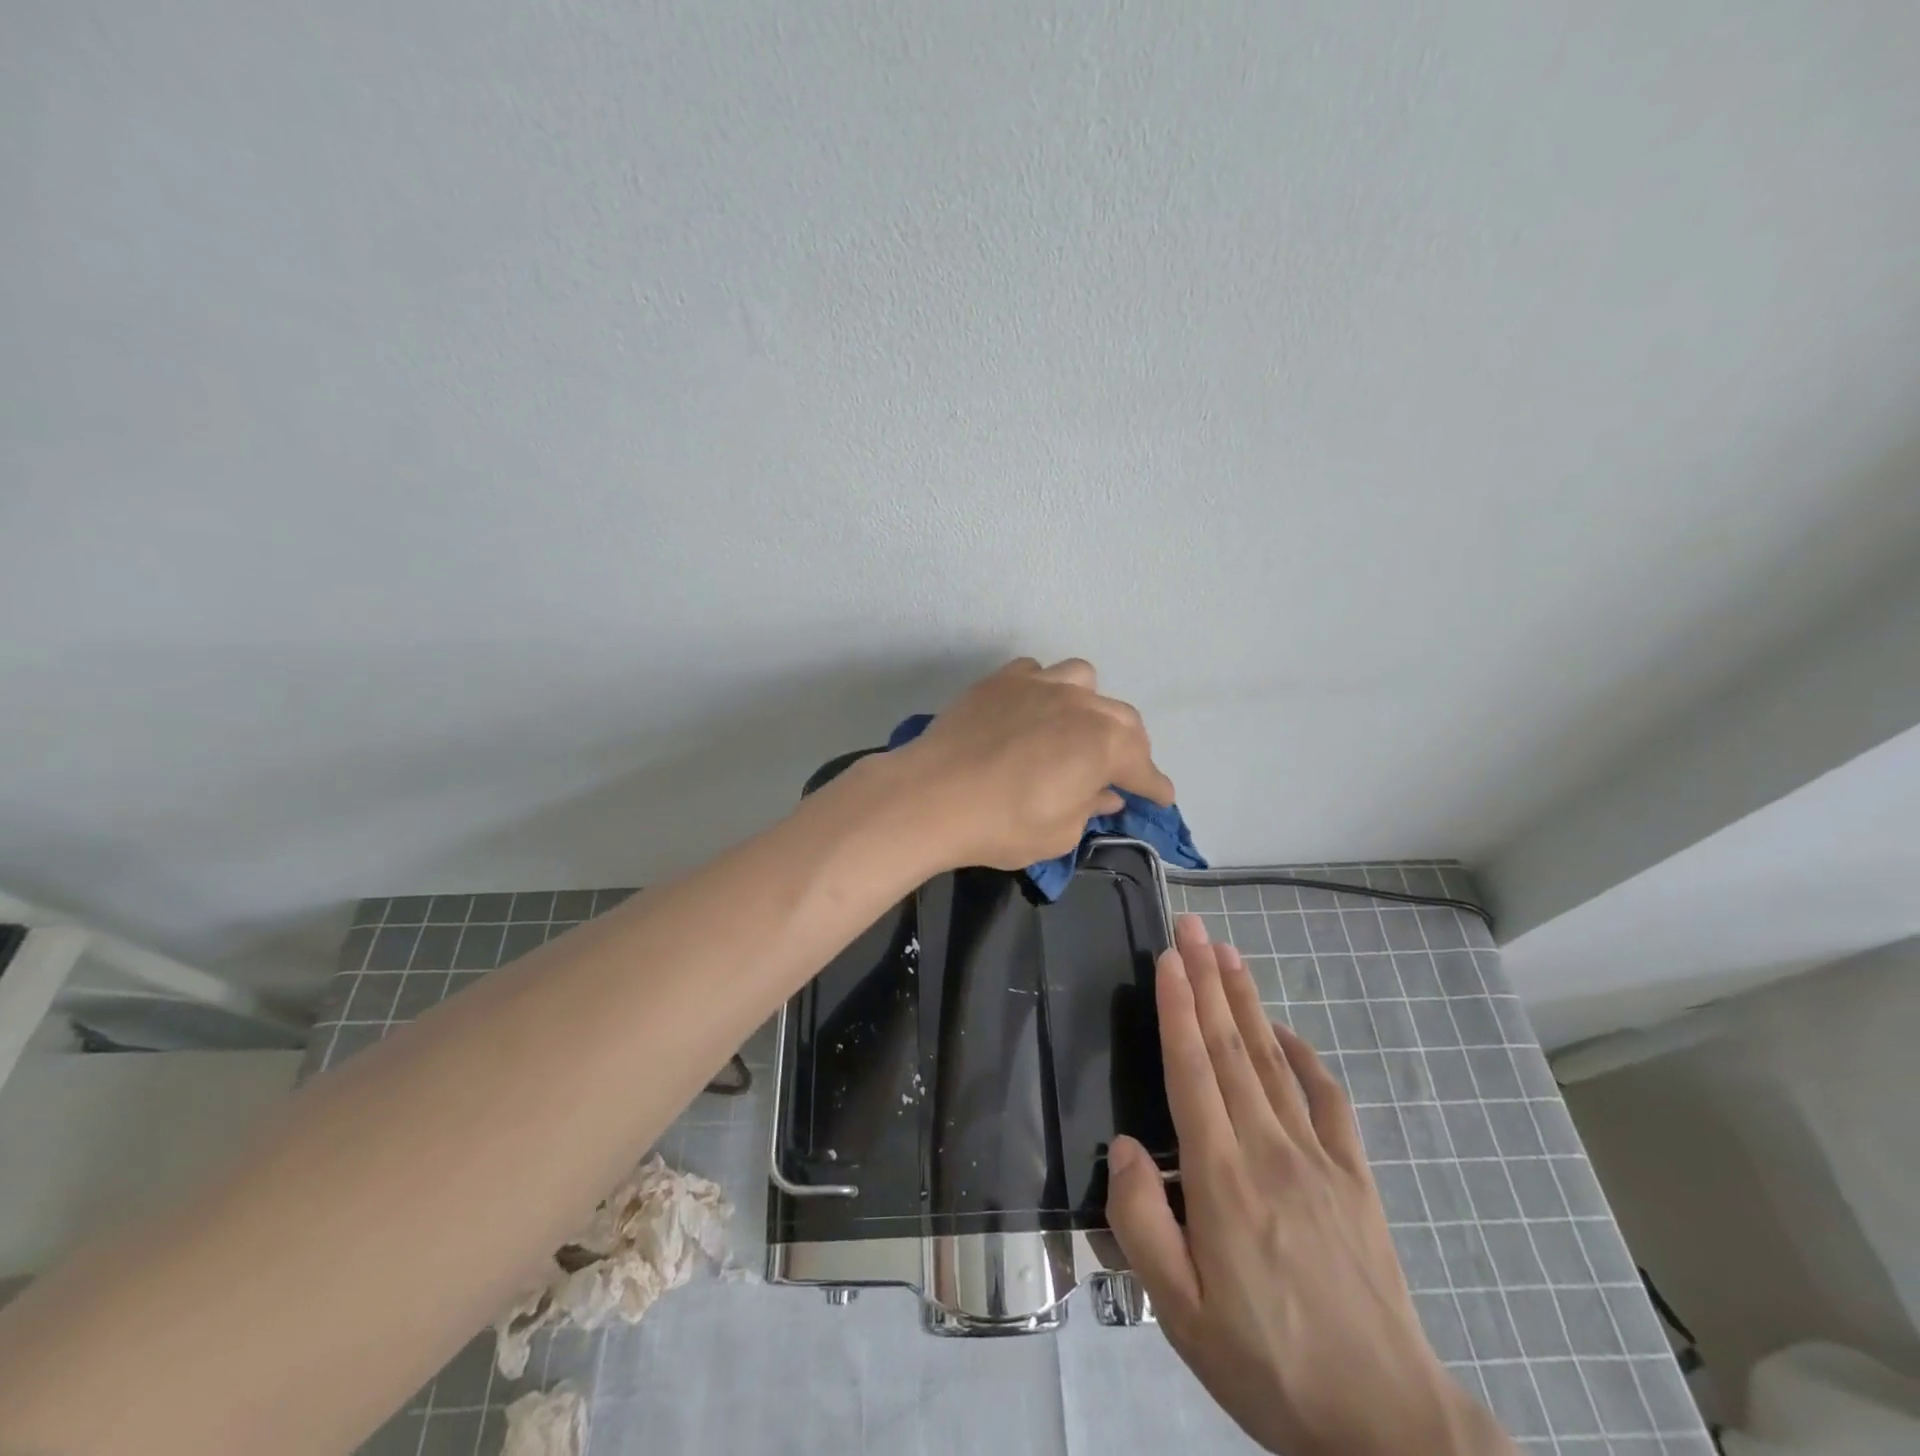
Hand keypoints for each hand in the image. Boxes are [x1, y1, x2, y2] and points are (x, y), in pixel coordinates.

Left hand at [893, 657, 1174, 870]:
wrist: (930, 796)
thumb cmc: (1002, 825)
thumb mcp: (1059, 833)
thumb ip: (1090, 807)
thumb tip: (1105, 793)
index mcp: (1104, 744)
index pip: (1143, 767)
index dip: (1154, 786)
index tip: (1160, 798)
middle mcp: (1081, 704)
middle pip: (1122, 720)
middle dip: (1130, 747)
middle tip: (1120, 771)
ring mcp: (1039, 685)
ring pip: (1083, 681)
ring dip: (1091, 706)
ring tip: (1076, 729)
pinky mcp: (1001, 680)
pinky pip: (1036, 673)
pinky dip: (1044, 690)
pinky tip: (1031, 711)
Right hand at [1106, 917, 1514, 1455]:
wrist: (1387, 1425)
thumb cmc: (1268, 1365)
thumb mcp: (1181, 1313)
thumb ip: (1141, 1223)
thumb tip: (1121, 1147)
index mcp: (1223, 1179)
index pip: (1193, 1071)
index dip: (1178, 1008)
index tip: (1167, 958)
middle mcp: (1270, 1149)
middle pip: (1231, 1047)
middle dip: (1206, 980)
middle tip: (1192, 929)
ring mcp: (1319, 1158)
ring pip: (1272, 1059)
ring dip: (1246, 1001)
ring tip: (1227, 954)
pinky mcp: (1355, 1177)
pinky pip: (1327, 1099)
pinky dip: (1304, 1055)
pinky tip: (1287, 1031)